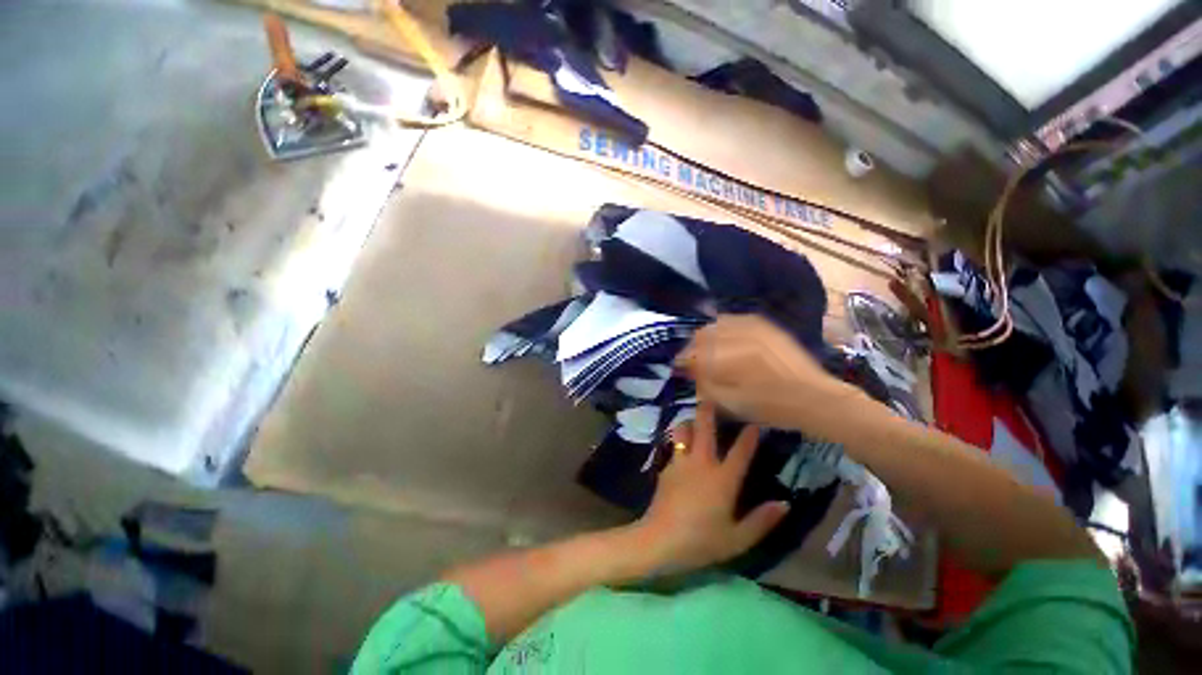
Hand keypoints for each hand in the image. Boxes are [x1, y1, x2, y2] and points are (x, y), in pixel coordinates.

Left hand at [635, 402, 788, 572]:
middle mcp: (701, 463)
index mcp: (723, 479)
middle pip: (704, 427)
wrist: (660, 539)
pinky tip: (682, 446)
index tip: (754, 422)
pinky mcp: (666, 467)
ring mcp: (681, 462)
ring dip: (690, 422)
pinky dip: (680, 440)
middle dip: (708, 409)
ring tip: (695, 421)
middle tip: (712, 397)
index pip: (740, 451)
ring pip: (683, 430)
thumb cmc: (701, 541)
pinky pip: (675, 446)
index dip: (749, 435)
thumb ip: (762, 521)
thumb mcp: (737, 539)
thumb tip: (784, 504)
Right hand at [674, 314, 866, 433]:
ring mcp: (756, 329)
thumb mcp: (732, 403)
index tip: (678, 367)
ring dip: (707, 335)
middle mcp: (740, 338)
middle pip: (703, 334)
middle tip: (691, 360)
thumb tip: (688, 369)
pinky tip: (724, 335)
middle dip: (692, 346)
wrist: (816, 399)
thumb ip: (705, 384)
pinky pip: (738, 319)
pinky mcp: (767, 327)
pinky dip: (725, 326)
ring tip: (706, 348)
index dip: (682, 359)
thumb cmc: (772, 408)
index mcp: (732, 359)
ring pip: (718, 323)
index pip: (694, 352)